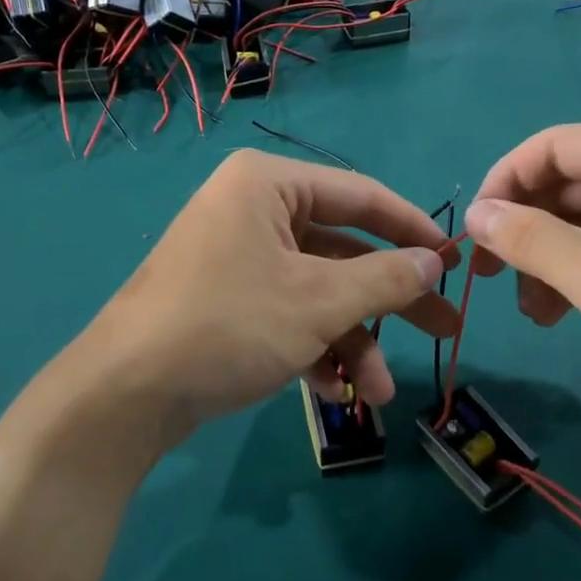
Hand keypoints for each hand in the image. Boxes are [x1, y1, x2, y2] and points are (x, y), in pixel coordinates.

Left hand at [84, 149, 459, 440]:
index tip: (454, 262)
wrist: (126, 394)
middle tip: (444, 331)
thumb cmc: (229, 324)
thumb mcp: (318, 301)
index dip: (412, 230)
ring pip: (316, 292)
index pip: (360, 195)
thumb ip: (384, 278)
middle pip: (342, 251)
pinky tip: (334, 393)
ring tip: (378, 394)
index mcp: (268, 186)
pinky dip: (313, 349)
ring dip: (351, 341)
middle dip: (389, 300)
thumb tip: (432, 263)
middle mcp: (251, 211)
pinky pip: (285, 314)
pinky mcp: (225, 302)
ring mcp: (236, 259)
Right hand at [463, 119, 580, 422]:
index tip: (472, 232)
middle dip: (524, 230)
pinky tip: (554, 312)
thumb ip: (529, 240)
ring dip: (546, 258)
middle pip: (565, 182)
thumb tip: (473, 216)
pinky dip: (573, 271)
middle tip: (489, 276)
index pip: (553, 146)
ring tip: (529, 309)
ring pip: (580, 217)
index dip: (503, 183)